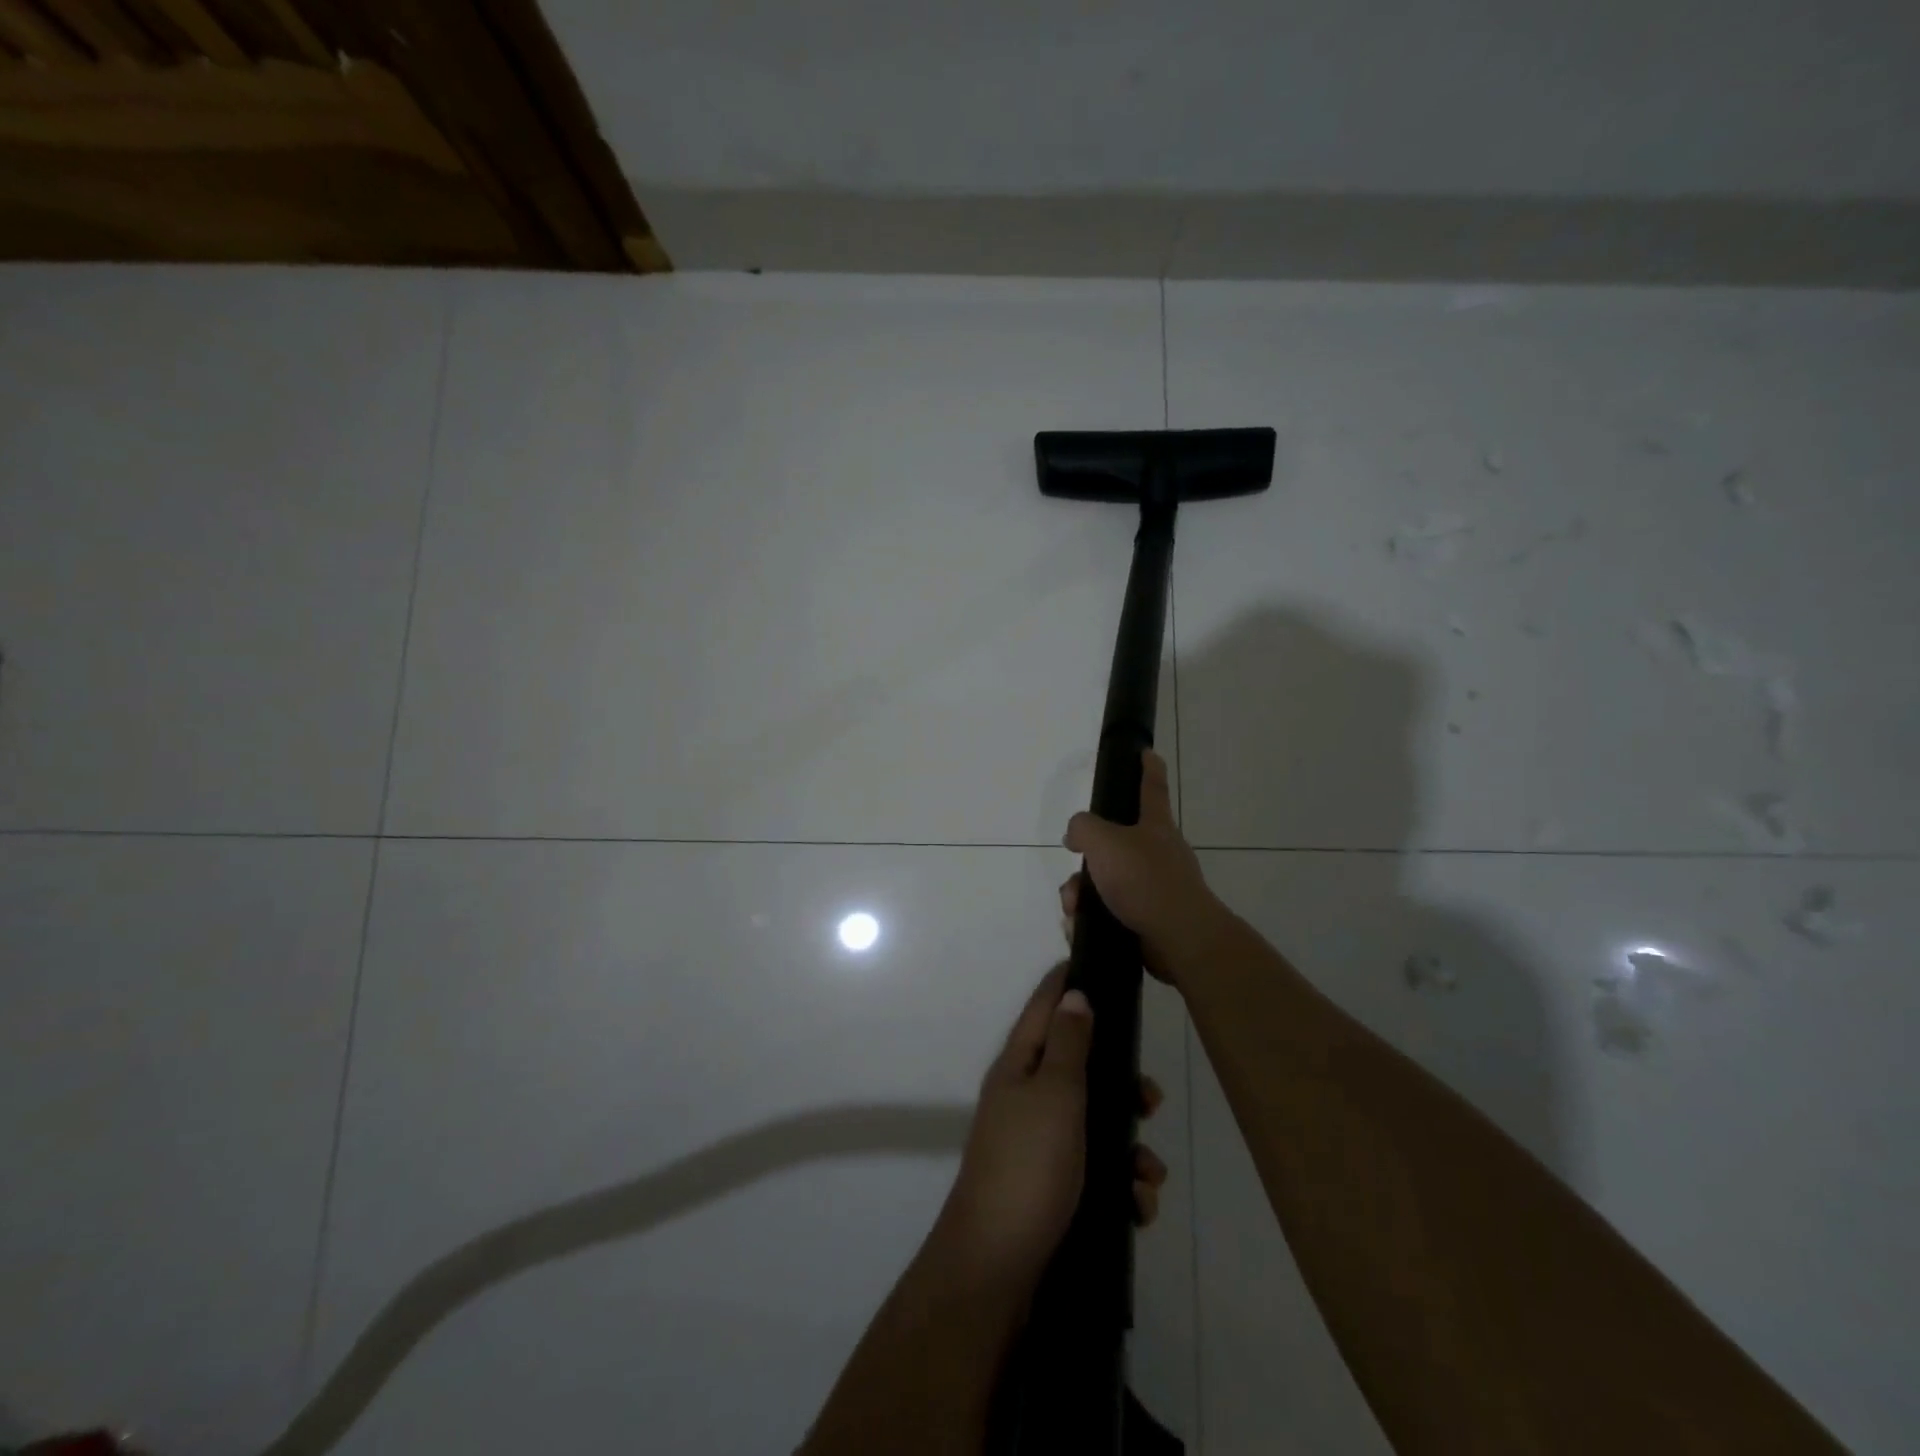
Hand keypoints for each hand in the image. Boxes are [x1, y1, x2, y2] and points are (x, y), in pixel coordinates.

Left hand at [937, 964, 1168, 1299]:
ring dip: (1130, 1146)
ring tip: (1148, 1175)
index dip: (1069, 983)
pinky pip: (1097, 1171)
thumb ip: (1068, 1044)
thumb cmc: (1028, 1166)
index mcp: (1019, 1066)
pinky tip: (1136, 1207)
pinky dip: (1120, 1185)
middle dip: (1122, 1084)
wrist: (998, 1269)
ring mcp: (1039, 1145)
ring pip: (1097, 1124)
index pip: (1044, 1007)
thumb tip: (1074, 993)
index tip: (1102, 966)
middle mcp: (1027, 1098)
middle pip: (1081, 1068)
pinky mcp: (1054, 1188)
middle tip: (1151, 1100)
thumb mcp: (1054, 1095)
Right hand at [1061, 750, 1222, 983]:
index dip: (1147, 768)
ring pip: (1106, 881)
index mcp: (1155, 826)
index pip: (1151, 787)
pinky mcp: (1149, 919)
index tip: (1146, 752)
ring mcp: (1156, 887)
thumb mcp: (1104, 842)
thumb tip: (1076, 835)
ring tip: (1073, 908)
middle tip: (1073, 869)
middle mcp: (1158, 852)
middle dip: (1088, 857)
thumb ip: (1083, 828)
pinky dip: (1091, 917)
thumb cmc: (1145, 880)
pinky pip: (1110, 911)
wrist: (1179, 939)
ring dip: (1082, 893)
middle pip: (1114, 843)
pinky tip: (1081, 927)